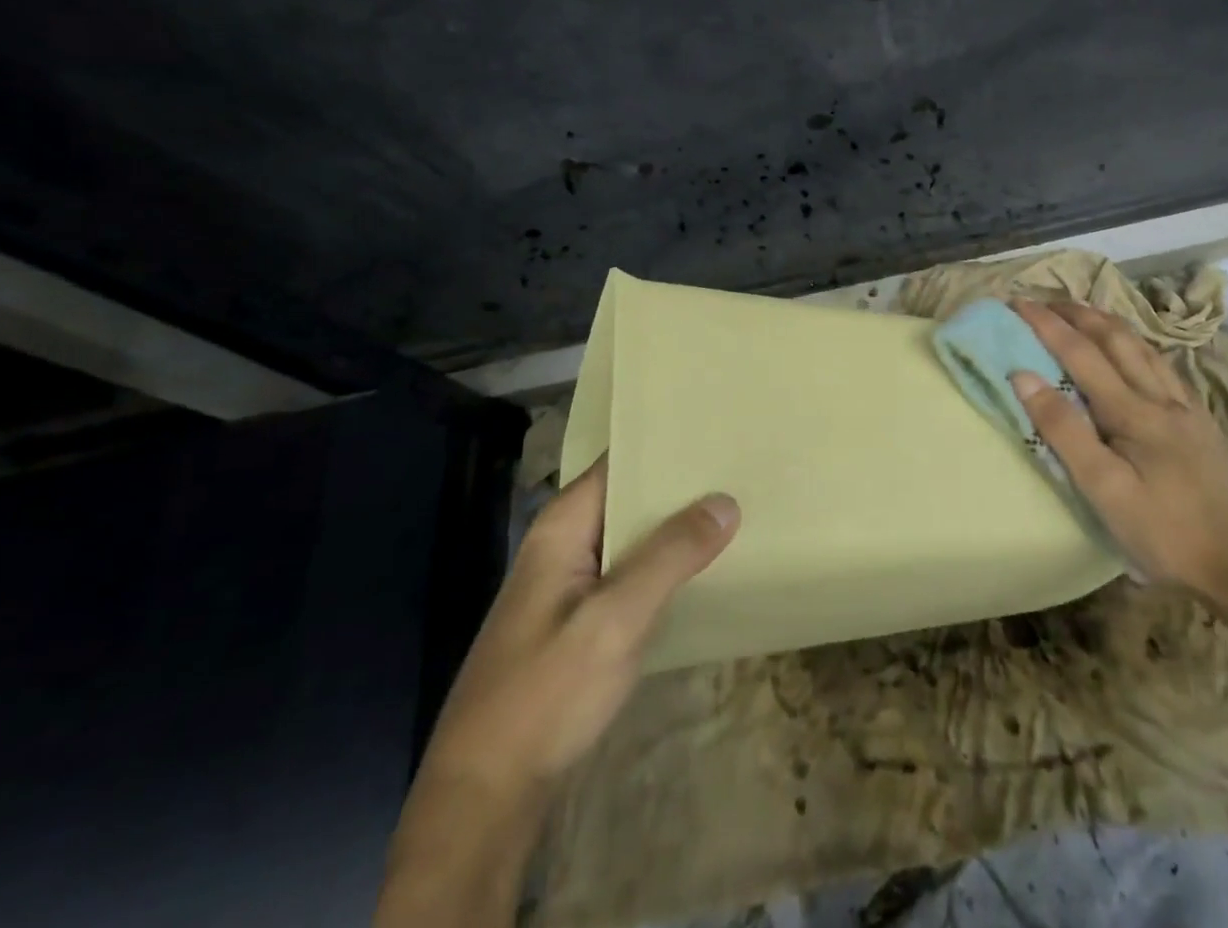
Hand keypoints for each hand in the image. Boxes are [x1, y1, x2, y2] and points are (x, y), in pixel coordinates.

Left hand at [419, 457, 739, 794]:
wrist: (485, 796)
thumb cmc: (546, 695)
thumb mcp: (615, 620)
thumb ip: (670, 556)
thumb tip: (725, 500)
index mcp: (563, 526)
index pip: (620, 461)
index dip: (666, 444)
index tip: (718, 432)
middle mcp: (565, 543)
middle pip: (629, 496)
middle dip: (680, 485)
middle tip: (742, 468)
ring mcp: (570, 583)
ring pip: (632, 536)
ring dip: (676, 526)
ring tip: (737, 507)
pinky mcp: (580, 619)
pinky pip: (629, 572)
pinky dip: (664, 564)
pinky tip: (703, 567)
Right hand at [1008, 299, 1227, 599]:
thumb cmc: (1166, 533)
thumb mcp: (1103, 490)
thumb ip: (1064, 431)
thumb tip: (1023, 376)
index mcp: (1132, 412)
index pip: (1080, 353)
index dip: (1046, 325)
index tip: (1017, 302)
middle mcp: (1160, 398)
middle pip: (1115, 338)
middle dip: (1078, 313)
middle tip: (1046, 300)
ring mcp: (1187, 409)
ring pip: (1144, 347)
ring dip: (1109, 322)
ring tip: (1085, 312)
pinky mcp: (1203, 424)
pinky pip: (1165, 366)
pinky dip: (1139, 345)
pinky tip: (1138, 352)